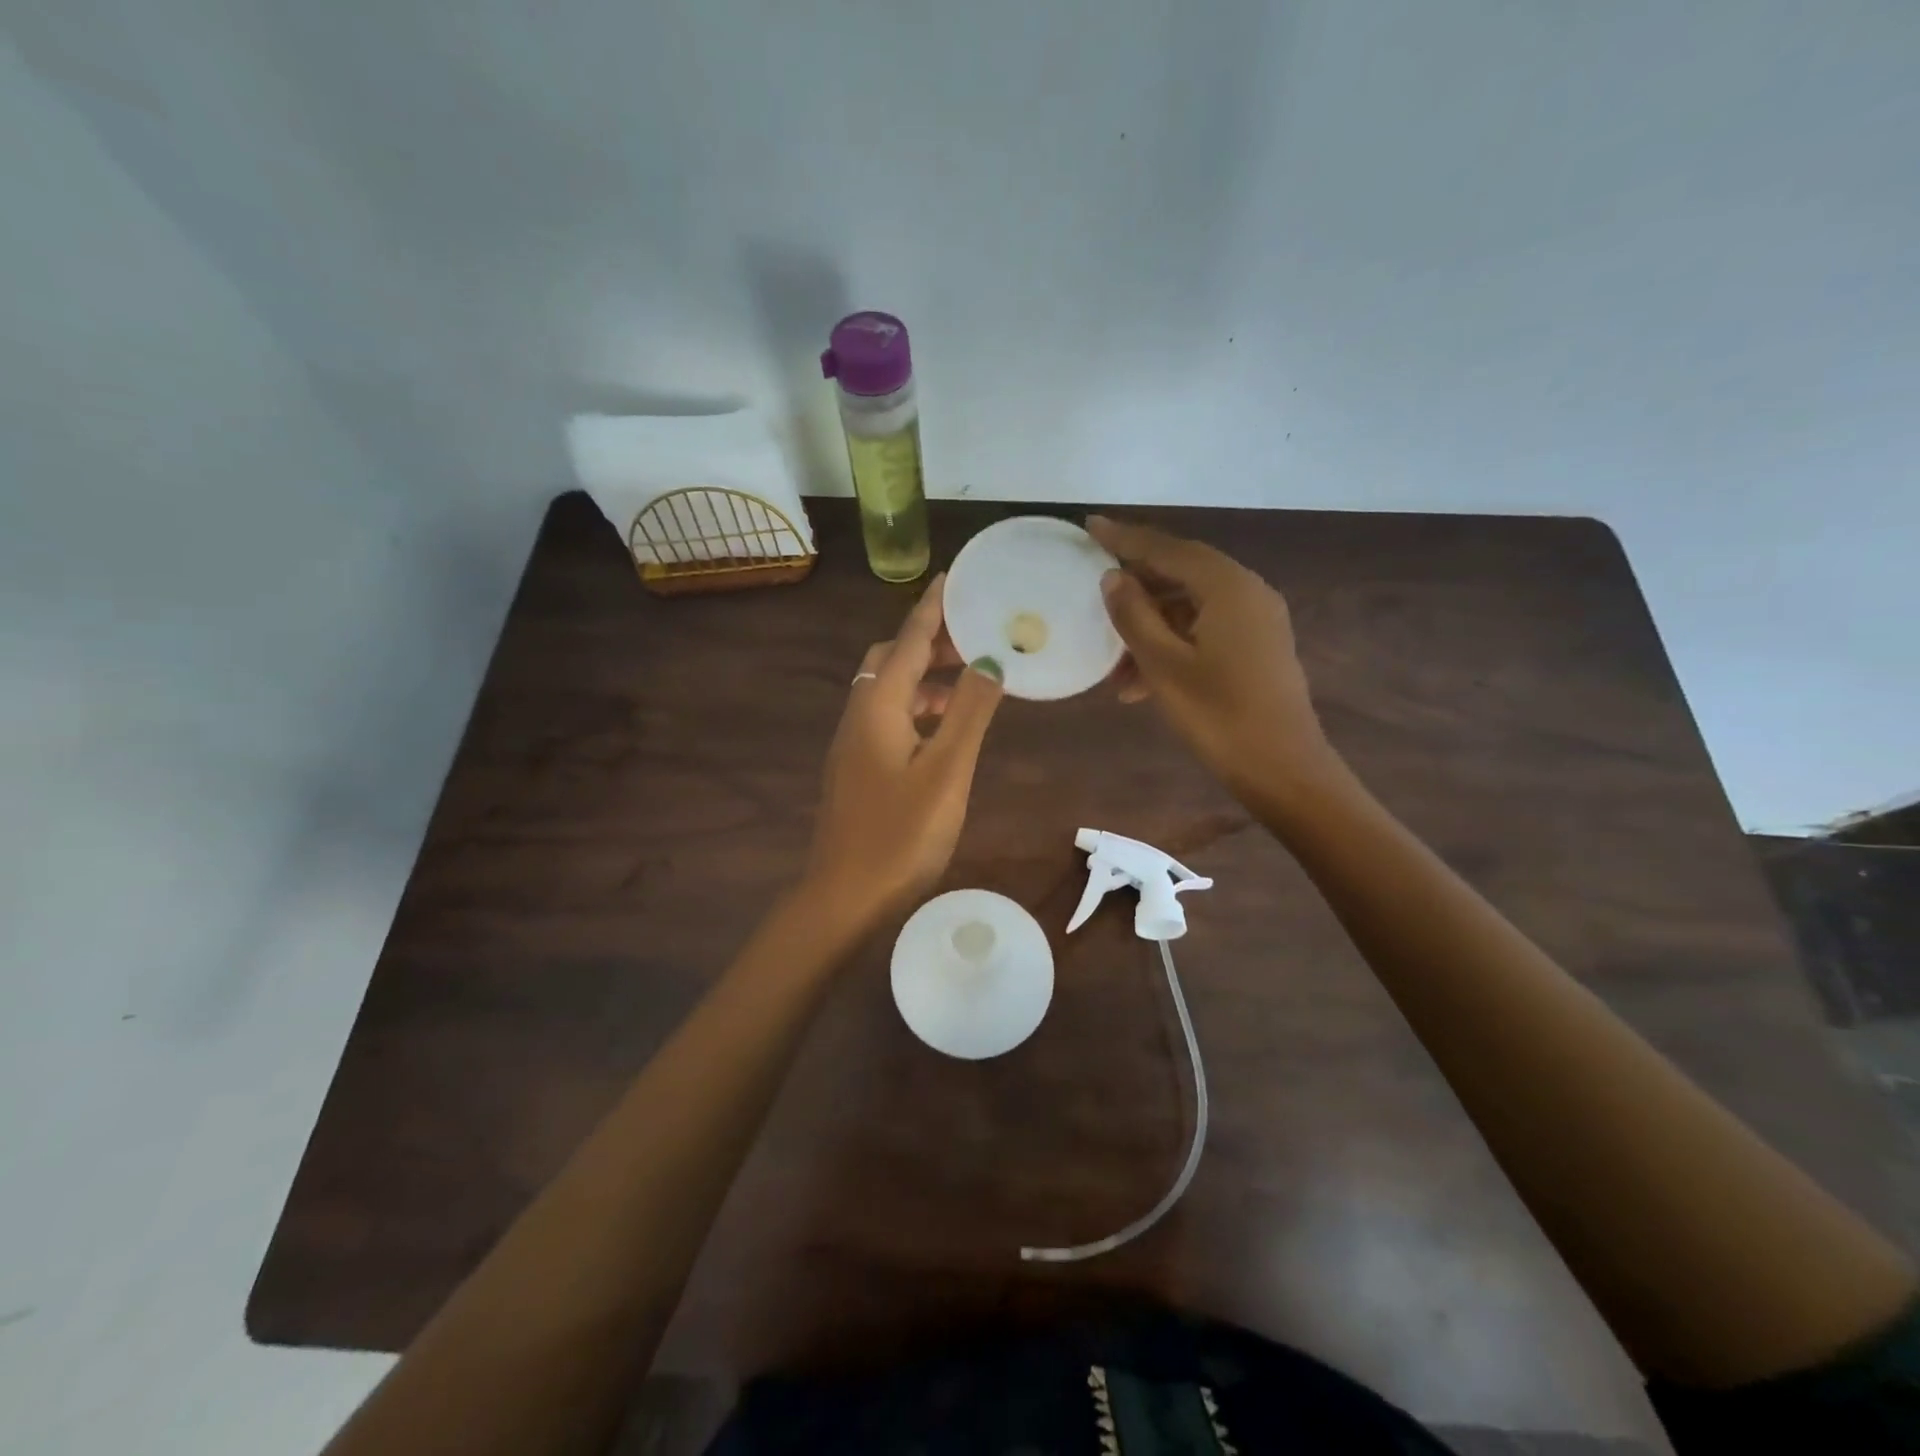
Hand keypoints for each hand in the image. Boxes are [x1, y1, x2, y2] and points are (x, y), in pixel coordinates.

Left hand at [805, 574, 1005, 929]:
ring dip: (923, 677)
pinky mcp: (855, 769)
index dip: (931, 608)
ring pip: (887, 691)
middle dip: (928, 641)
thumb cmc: (901, 834)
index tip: (954, 578)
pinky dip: (915, 708)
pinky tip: (941, 730)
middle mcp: (859, 715)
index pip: (907, 641)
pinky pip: (886, 718)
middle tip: (973, 637)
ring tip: (968, 680)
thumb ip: (968, 712)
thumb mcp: (947, 770)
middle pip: (890, 660)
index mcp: (878, 707)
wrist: (844, 897)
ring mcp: (852, 745)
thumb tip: (989, 660)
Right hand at [1087, 515, 1333, 803]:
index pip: (1168, 549)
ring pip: (1190, 609)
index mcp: (1228, 587)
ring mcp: (1257, 620)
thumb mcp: (1164, 665)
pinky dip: (1172, 647)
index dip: (1126, 538)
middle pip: (1181, 574)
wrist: (1282, 769)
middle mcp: (1247, 592)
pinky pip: (1205, 631)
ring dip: (1150, 630)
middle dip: (1136, 591)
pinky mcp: (1257, 647)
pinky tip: (1141, 684)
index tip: (1091, 525)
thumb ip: (1135, 615)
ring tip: (1114, 668)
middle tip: (1094, 592)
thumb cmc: (1218, 715)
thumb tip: (1113, 577)